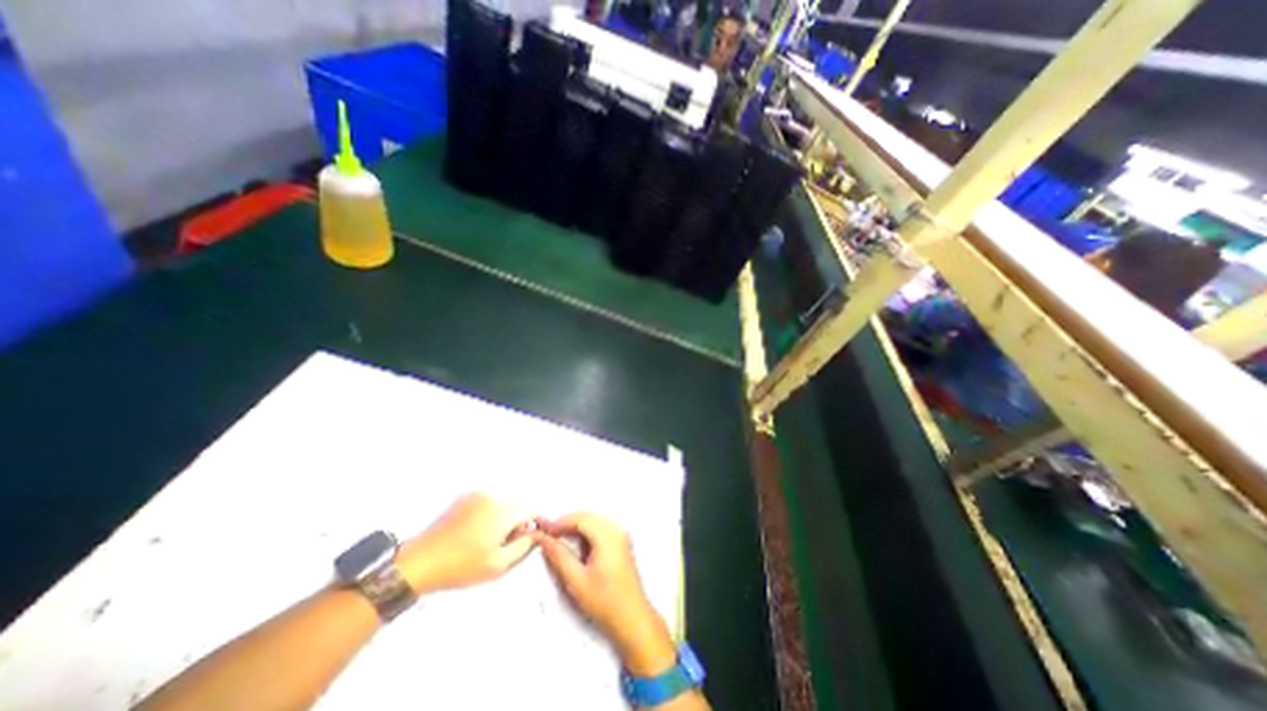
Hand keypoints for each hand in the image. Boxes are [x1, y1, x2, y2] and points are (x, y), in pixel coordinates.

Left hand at [397, 491, 531, 590]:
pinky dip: (487, 516)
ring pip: (501, 506)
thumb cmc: (460, 566)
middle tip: (505, 546)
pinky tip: (474, 535)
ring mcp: (477, 496)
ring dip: (501, 520)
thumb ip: (524, 547)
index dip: (535, 524)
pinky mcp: (464, 498)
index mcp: (503, 511)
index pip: (531, 511)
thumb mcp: (498, 565)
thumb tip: (535, 535)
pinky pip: (486, 504)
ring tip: (486, 543)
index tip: (532, 538)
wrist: (419, 562)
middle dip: (516, 524)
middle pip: (516, 507)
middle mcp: (493, 497)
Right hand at [533, 514, 678, 675]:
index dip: (560, 522)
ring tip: (558, 540)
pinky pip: (600, 528)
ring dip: (575, 527)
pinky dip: (585, 533)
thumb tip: (543, 539)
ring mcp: (620, 535)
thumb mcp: (577, 581)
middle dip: (567, 523)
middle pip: (587, 517)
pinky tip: (575, 546)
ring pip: (593, 521)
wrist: (633, 619)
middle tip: (548, 535)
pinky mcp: (621, 543)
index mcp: (607, 536)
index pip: (580, 519)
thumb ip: (559, 556)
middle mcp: (616, 530)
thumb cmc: (605, 602)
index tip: (543, 530)